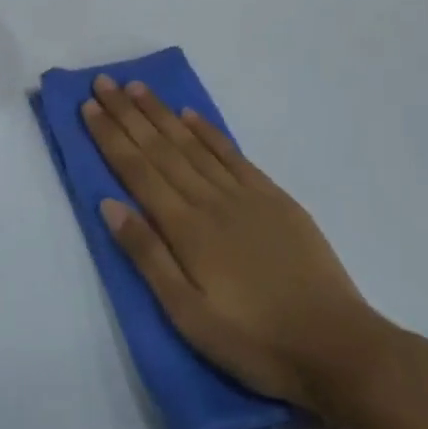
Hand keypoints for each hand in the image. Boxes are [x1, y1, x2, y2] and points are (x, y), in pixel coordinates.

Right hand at [82, 76, 393, 416]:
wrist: (339, 347)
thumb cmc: (255, 341)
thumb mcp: (189, 315)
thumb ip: (148, 256)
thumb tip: (109, 204)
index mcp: (186, 229)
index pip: (137, 171)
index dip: (110, 137)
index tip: (88, 106)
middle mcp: (210, 200)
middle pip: (160, 148)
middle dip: (128, 113)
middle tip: (103, 82)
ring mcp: (245, 195)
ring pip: (192, 143)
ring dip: (162, 113)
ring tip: (137, 87)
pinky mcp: (274, 199)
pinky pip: (232, 154)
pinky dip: (209, 131)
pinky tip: (191, 115)